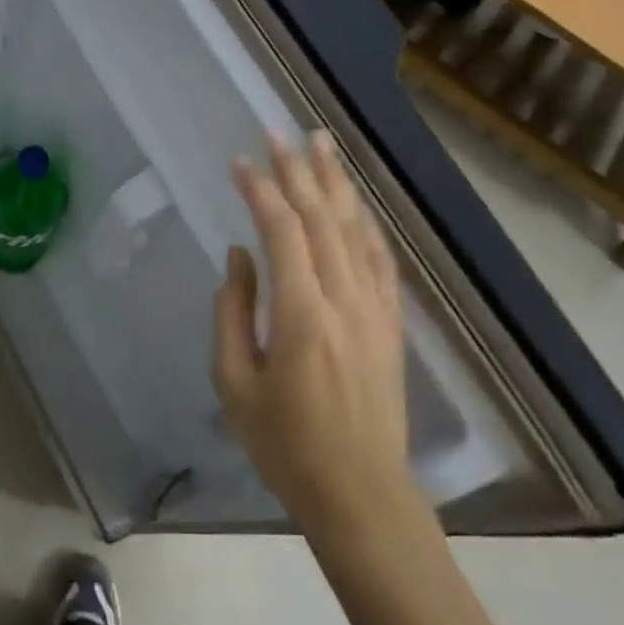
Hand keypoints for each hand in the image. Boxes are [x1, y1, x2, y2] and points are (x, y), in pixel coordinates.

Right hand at [213, 134, 412, 532]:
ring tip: (321, 143)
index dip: (260, 190)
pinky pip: (379, 258)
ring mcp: (375, 307)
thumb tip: (239, 256)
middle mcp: (344, 298)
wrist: (361, 492)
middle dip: (298, 170)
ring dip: (336, 182)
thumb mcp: (234, 383)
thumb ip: (232, 311)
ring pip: (355, 229)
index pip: (281, 230)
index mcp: (301, 313)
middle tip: (278, 132)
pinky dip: (365, 223)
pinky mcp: (391, 321)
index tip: (238, 163)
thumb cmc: (286, 445)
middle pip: (322, 217)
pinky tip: (355, 202)